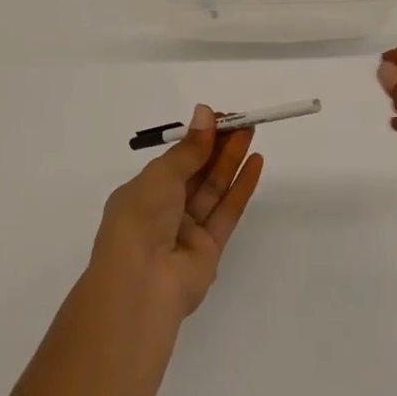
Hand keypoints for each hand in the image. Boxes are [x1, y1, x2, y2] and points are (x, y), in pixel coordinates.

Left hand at [88, 105, 264, 325]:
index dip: (196, 138)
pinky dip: (241, 187)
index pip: (174, 160)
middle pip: (196, 172)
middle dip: (218, 146)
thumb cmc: (141, 220)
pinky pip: (227, 212)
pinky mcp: (210, 248)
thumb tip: (205, 112)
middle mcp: (163, 211)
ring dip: (232, 160)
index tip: (219, 118)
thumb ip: (189, 148)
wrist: (142, 284)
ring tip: (251, 134)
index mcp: (142, 193)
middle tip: (241, 122)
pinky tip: (256, 163)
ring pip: (213, 189)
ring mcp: (187, 231)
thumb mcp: (161, 176)